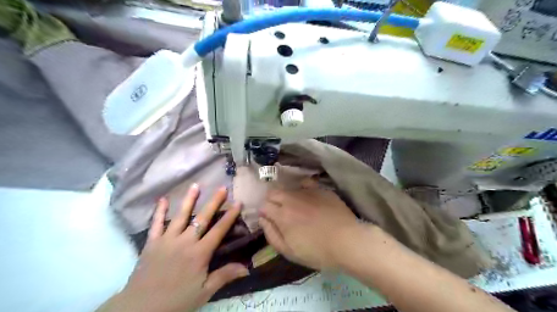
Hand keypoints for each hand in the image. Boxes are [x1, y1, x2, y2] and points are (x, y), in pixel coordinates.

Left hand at [100, 185, 247, 311]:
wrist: (140, 309)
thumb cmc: (176, 300)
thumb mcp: (204, 292)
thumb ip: (224, 276)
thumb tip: (247, 267)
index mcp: (199, 253)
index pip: (219, 230)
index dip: (230, 215)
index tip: (238, 202)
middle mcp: (185, 241)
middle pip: (202, 218)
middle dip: (214, 202)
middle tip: (222, 187)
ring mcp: (167, 240)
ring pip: (180, 215)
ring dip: (189, 200)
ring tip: (196, 185)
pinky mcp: (152, 242)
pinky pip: (156, 224)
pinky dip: (159, 211)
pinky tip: (163, 199)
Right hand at [260, 179, 363, 270]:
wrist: (347, 241)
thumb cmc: (317, 251)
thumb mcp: (289, 251)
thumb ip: (271, 234)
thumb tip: (262, 219)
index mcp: (282, 215)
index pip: (264, 206)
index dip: (264, 213)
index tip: (270, 220)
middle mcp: (292, 199)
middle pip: (273, 192)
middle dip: (272, 201)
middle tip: (280, 213)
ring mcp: (307, 192)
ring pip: (289, 188)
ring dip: (287, 196)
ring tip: (295, 207)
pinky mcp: (321, 189)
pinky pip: (306, 183)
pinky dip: (302, 188)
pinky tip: (307, 197)